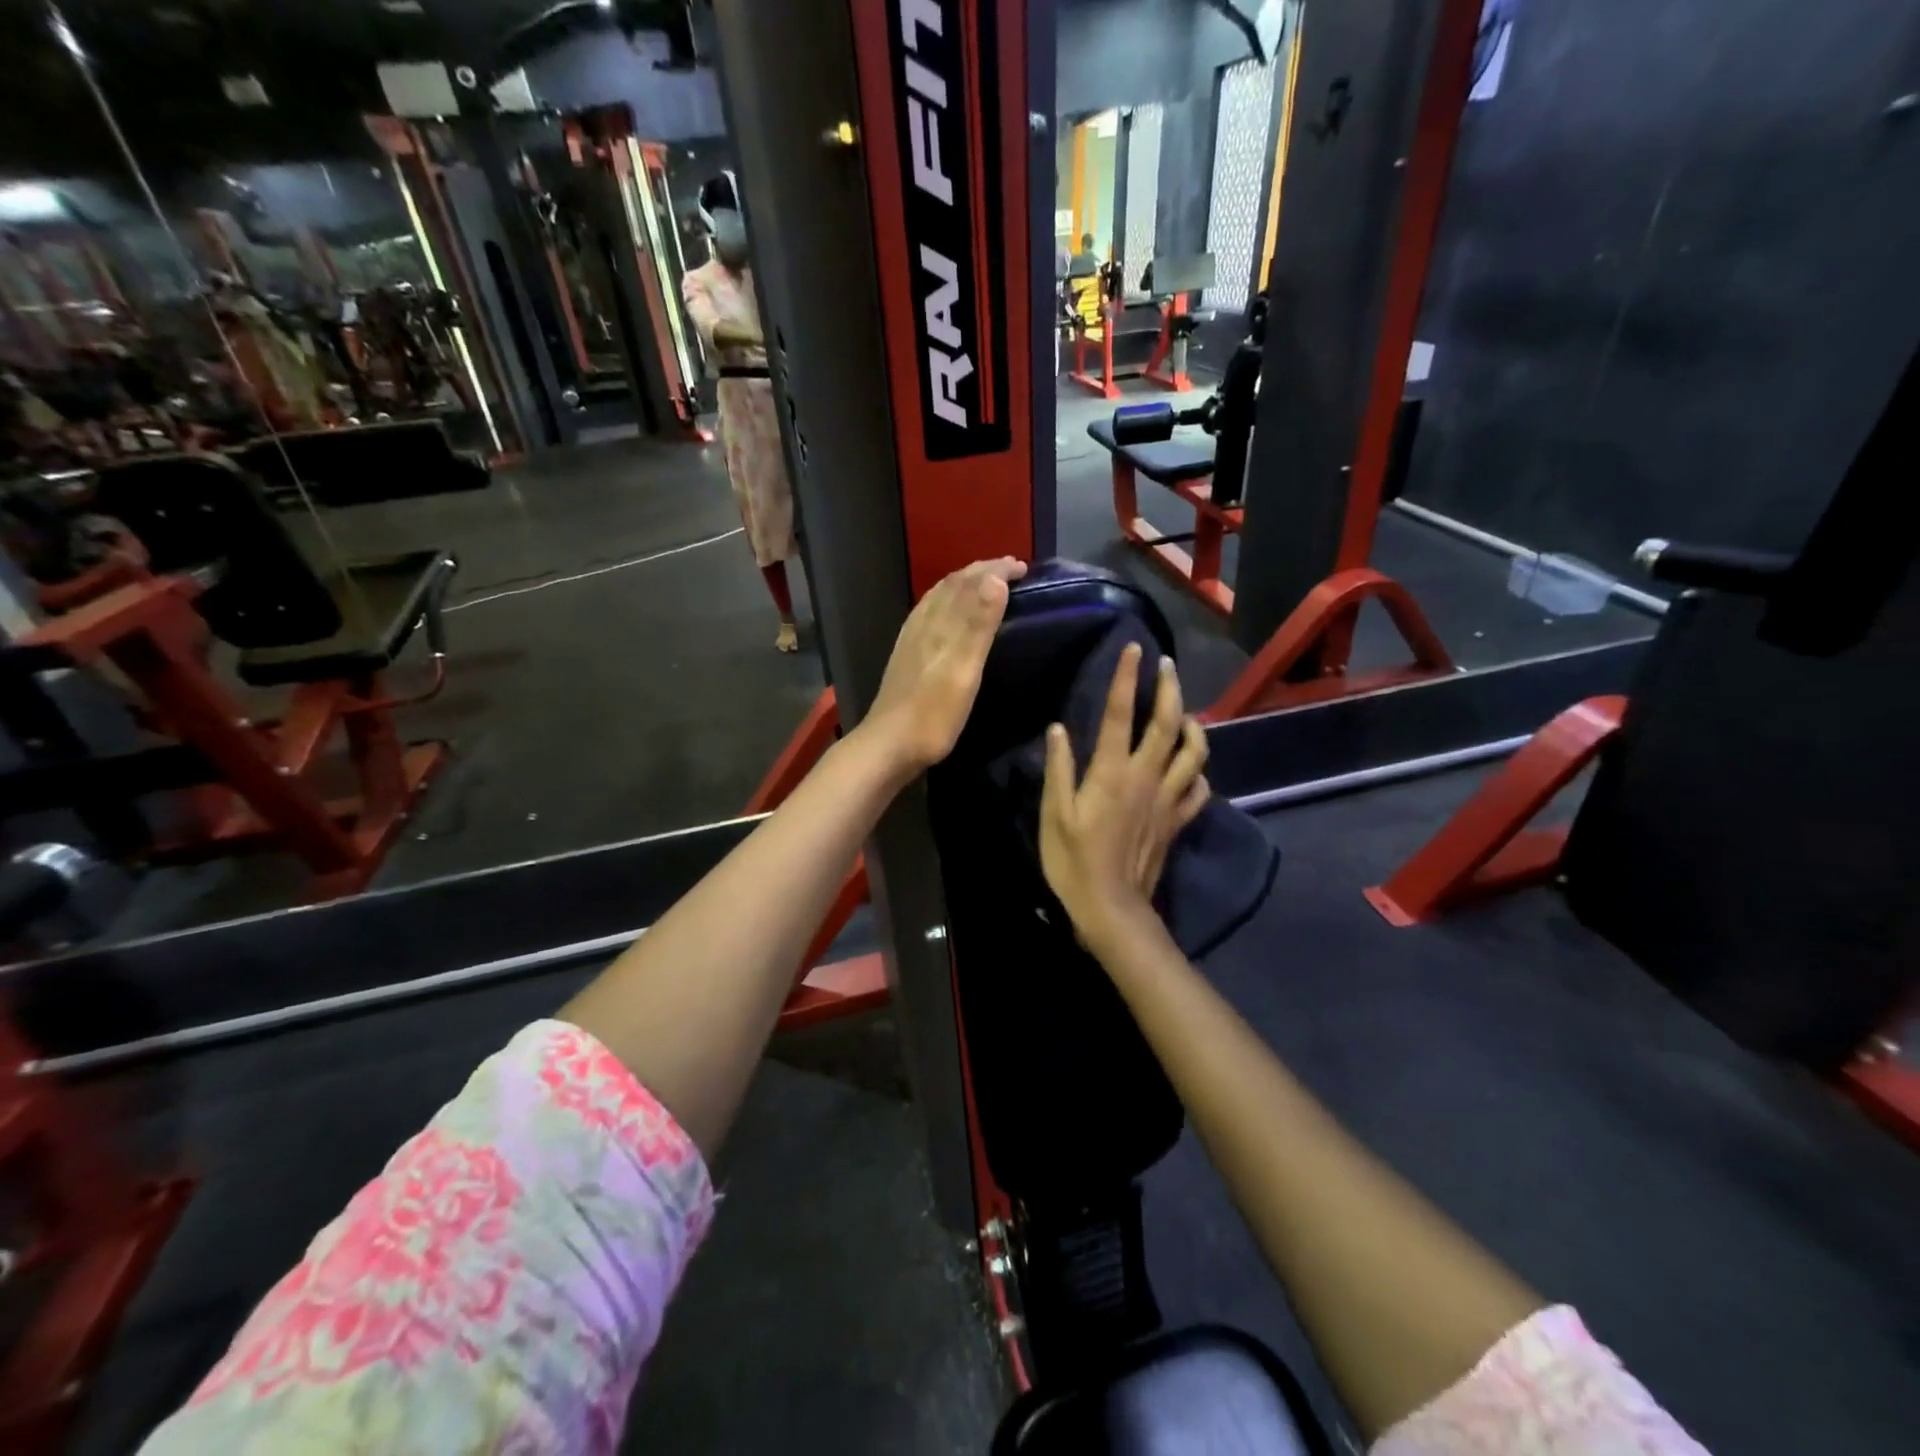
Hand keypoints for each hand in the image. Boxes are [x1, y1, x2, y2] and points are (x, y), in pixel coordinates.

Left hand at [863, 558, 1027, 773]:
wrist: (889, 746)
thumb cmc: (932, 714)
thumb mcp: (963, 670)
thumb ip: (978, 625)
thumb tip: (995, 578)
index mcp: (939, 623)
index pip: (969, 582)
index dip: (996, 570)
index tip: (1023, 566)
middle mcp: (923, 623)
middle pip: (953, 585)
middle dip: (982, 572)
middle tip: (1011, 570)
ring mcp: (911, 639)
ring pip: (939, 598)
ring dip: (965, 585)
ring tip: (986, 585)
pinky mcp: (906, 655)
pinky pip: (930, 614)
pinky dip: (948, 602)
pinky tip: (948, 617)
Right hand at [1040, 644, 1208, 947]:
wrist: (1110, 907)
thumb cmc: (1073, 860)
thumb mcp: (1054, 814)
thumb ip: (1059, 769)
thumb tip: (1059, 728)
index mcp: (1112, 773)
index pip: (1121, 714)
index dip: (1127, 678)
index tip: (1133, 648)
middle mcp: (1146, 778)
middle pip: (1168, 724)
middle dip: (1170, 689)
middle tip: (1167, 665)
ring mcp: (1167, 800)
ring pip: (1194, 754)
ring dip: (1194, 726)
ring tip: (1187, 711)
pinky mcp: (1177, 822)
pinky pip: (1198, 791)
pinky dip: (1199, 773)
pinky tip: (1192, 767)